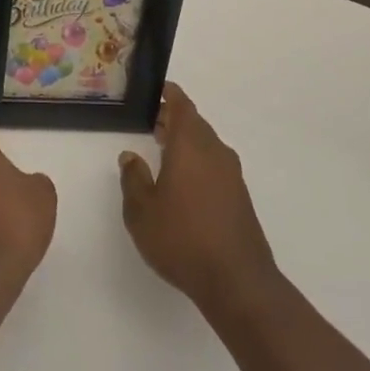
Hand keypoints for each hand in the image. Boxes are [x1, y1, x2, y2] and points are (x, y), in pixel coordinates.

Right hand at [120, 84, 278, 318]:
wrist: (236, 280)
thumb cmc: (182, 239)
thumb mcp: (141, 211)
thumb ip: (133, 179)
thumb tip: (130, 156)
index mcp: (190, 145)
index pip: (182, 106)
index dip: (169, 95)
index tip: (157, 89)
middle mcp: (215, 152)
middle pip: (195, 124)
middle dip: (173, 119)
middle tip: (151, 120)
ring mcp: (231, 175)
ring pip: (206, 144)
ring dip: (186, 141)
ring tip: (162, 149)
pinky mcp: (239, 196)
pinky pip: (215, 164)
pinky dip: (197, 160)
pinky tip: (182, 181)